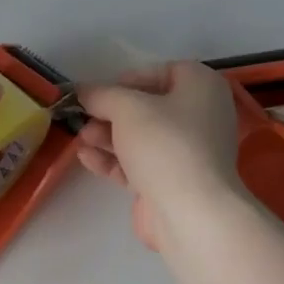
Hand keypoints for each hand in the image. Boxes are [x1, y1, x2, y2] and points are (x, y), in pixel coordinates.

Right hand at [75, 63, 239, 249]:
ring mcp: (186, 153)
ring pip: (140, 137)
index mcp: (202, 88)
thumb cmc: (164, 144)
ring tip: (81, 139)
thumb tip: (83, 91)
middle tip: (85, 117)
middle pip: (148, 107)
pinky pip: (138, 164)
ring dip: (107, 136)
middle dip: (111, 112)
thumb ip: (101, 95)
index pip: (166, 72)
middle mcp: (199, 117)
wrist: (189, 211)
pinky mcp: (170, 182)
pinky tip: (86, 158)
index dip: (131, 78)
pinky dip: (113, 159)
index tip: (103, 91)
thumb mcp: (127, 108)